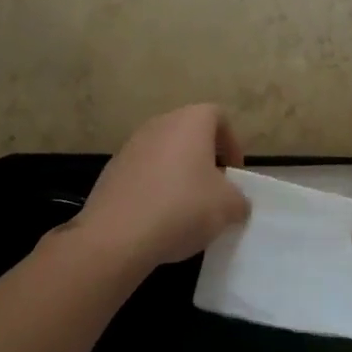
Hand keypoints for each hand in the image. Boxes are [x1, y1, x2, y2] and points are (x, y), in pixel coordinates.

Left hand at [72, 104, 249, 272]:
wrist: (118, 235)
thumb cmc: (182, 207)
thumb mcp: (228, 207)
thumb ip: (239, 199)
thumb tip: (235, 202)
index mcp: (190, 122)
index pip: (218, 117)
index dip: (232, 143)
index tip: (234, 173)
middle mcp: (159, 125)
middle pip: (189, 134)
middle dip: (205, 159)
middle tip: (214, 190)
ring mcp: (131, 146)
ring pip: (165, 153)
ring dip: (179, 174)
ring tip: (187, 208)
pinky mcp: (112, 170)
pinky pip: (144, 173)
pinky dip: (155, 188)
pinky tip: (159, 218)